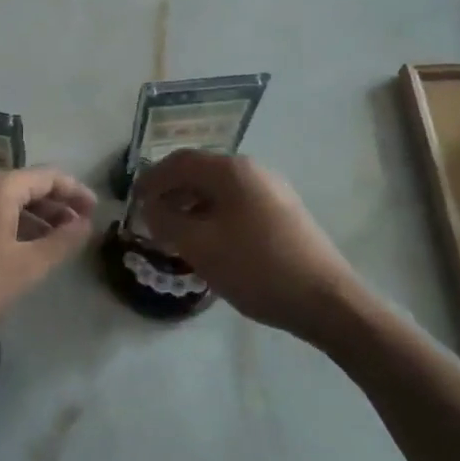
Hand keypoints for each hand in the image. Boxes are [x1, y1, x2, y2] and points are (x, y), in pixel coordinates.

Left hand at [0, 167, 96, 346]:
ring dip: (35, 220)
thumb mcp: (27, 267)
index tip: (96, 210)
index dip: (76, 191)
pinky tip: (20, 254)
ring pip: (6, 204)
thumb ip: (62, 242)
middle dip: (56, 206)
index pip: (48, 176)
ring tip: (56, 244)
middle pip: (26, 187)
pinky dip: (12, 229)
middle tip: (80, 229)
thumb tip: (85, 223)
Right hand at [134, 151, 367, 342]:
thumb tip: (150, 206)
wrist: (325, 299)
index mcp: (232, 170)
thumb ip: (166, 221)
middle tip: (152, 219)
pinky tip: (210, 243)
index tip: (133, 200)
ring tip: (176, 234)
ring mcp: (273, 191)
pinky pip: (238, 204)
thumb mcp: (200, 246)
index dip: (152, 178)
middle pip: (201, 172)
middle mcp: (253, 170)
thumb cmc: (256, 268)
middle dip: (172, 192)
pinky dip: (214, 216)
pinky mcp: (284, 213)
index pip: (180, 161)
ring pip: (220, 190)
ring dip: (192, 206)